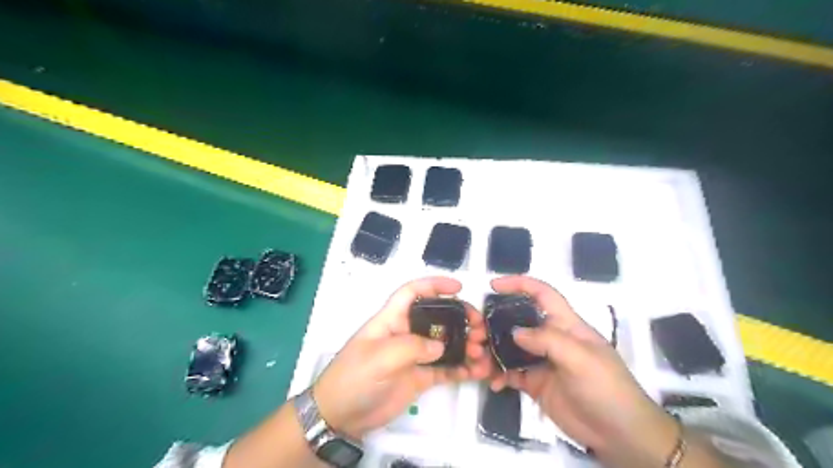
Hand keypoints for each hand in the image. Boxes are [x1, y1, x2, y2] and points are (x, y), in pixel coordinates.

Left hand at [316, 275, 489, 440]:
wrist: (341, 417)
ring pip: (446, 343)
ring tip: (482, 354)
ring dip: (466, 345)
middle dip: (461, 318)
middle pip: (438, 317)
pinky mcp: (421, 377)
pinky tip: (478, 372)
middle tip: (480, 329)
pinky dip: (463, 369)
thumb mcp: (379, 358)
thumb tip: (440, 347)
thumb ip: (411, 347)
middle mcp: (406, 333)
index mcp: (392, 320)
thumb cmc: (354, 378)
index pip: (413, 292)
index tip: (459, 287)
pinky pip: (446, 369)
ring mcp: (415, 356)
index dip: (434, 285)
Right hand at [490, 277, 674, 465]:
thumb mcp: (581, 359)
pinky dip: (499, 375)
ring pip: (510, 348)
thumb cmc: (606, 388)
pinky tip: (493, 383)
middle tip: (476, 333)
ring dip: (493, 352)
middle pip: (518, 321)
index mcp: (566, 324)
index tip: (494, 285)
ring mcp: (542, 361)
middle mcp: (551, 338)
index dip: (519, 284)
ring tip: (479, 362)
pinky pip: (511, 373)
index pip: (542, 294)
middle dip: (495, 324)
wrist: (620, 434)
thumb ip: (547, 341)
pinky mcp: (536, 383)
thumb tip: (514, 332)